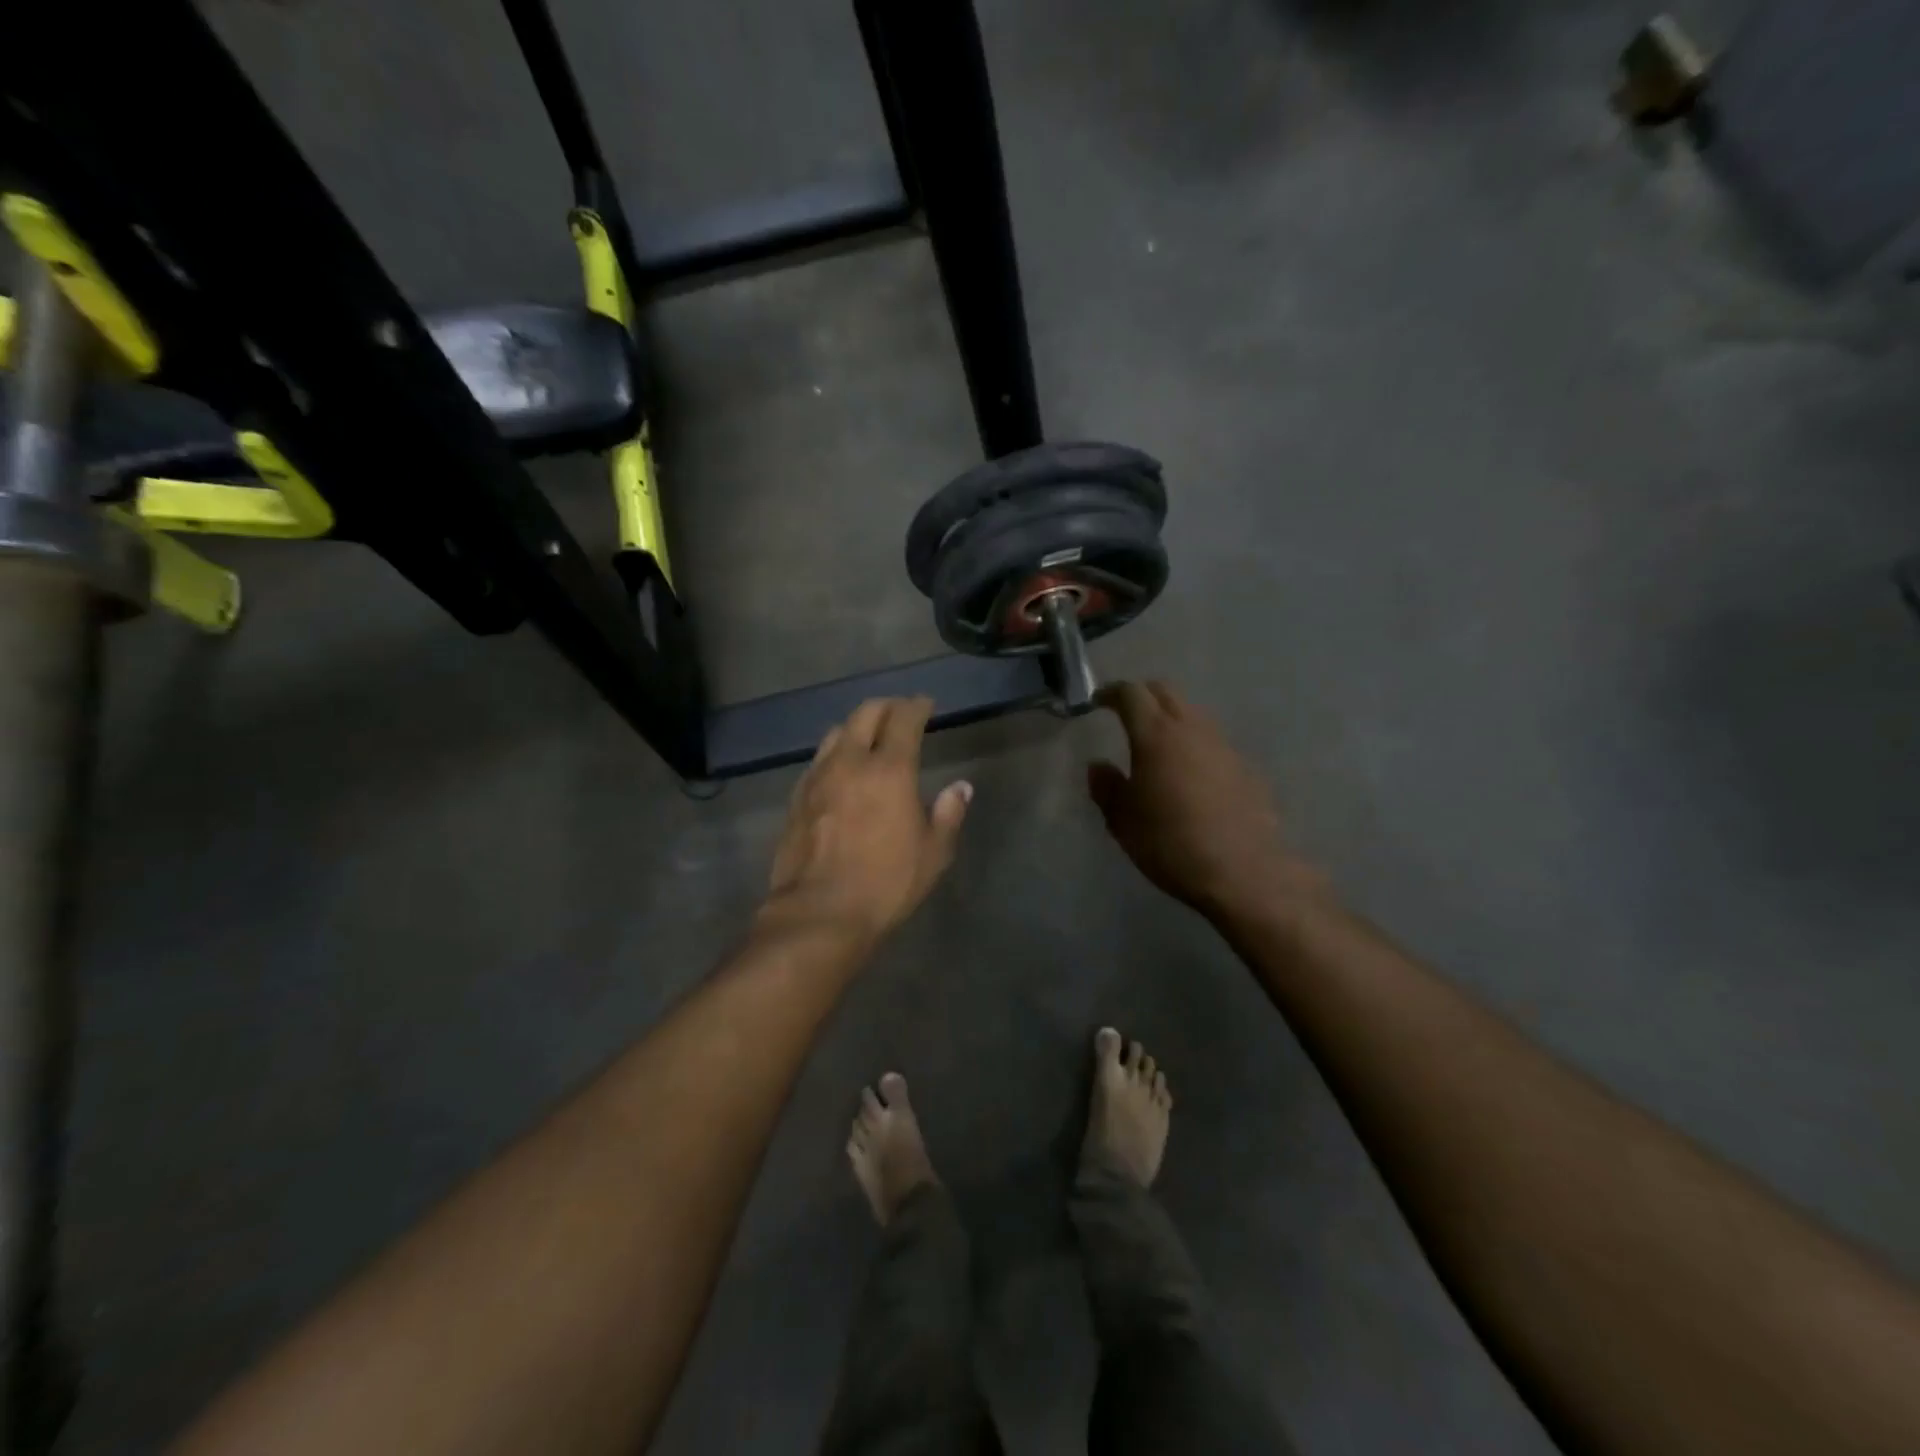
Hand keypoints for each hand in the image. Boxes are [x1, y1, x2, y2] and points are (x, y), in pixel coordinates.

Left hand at [764, 697, 972, 948]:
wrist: (819, 913)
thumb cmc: (886, 883)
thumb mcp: (933, 854)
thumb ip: (948, 814)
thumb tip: (961, 787)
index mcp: (889, 770)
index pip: (903, 719)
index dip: (917, 706)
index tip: (926, 704)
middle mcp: (850, 762)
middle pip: (865, 714)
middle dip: (886, 706)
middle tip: (900, 711)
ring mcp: (817, 777)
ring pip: (836, 733)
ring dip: (857, 726)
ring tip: (869, 736)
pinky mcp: (797, 798)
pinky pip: (819, 760)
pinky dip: (836, 753)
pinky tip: (841, 770)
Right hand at [1089, 681, 1327, 920]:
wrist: (1242, 871)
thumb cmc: (1170, 843)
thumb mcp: (1123, 821)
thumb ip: (1107, 787)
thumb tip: (1098, 766)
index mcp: (1156, 735)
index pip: (1132, 694)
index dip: (1112, 693)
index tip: (1098, 702)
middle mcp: (1191, 729)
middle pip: (1165, 692)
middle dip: (1142, 695)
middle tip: (1125, 713)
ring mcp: (1223, 745)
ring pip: (1192, 713)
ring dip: (1171, 717)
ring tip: (1156, 743)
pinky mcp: (1244, 767)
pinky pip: (1211, 740)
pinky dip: (1193, 743)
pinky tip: (1188, 772)